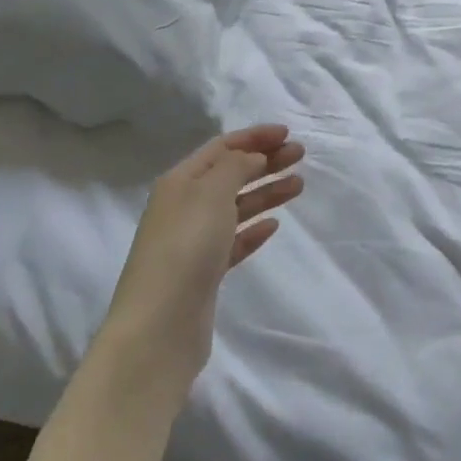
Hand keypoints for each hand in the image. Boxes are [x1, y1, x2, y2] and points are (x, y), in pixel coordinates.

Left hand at [95, 125, 303, 402]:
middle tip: (300, 155)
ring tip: (299, 185)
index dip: (254, 137)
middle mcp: (184, 206)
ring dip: (266, 192)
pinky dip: (254, 229)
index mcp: (180, 181)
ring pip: (236, 206)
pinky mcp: (204, 273)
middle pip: (230, 175)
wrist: (160, 327)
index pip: (221, 148)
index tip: (287, 133)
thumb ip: (235, 167)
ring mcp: (193, 241)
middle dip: (265, 161)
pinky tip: (274, 224)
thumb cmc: (185, 247)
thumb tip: (252, 157)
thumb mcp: (211, 193)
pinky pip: (234, 241)